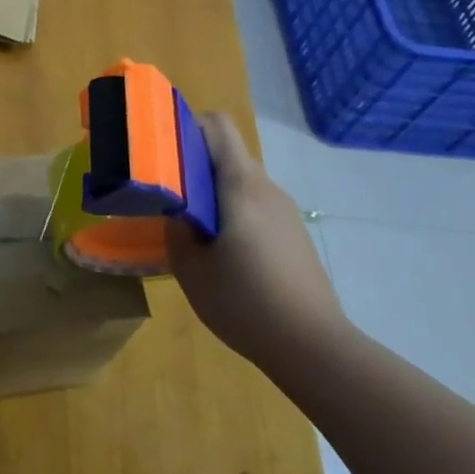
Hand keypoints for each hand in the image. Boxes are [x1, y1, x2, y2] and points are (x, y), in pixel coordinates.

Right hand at [169, 114, 348, 373]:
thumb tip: (174, 210)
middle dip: (192, 167)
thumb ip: (176, 228)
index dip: (186, 127)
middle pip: (225, 155)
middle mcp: (266, 188)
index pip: (217, 126)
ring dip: (211, 195)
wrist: (314, 347)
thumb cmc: (245, 302)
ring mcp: (284, 212)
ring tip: (189, 230)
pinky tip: (221, 255)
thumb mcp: (190, 267)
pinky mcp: (293, 235)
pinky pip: (254, 207)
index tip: (160, 151)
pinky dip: (231, 215)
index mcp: (241, 185)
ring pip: (239, 184)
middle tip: (164, 195)